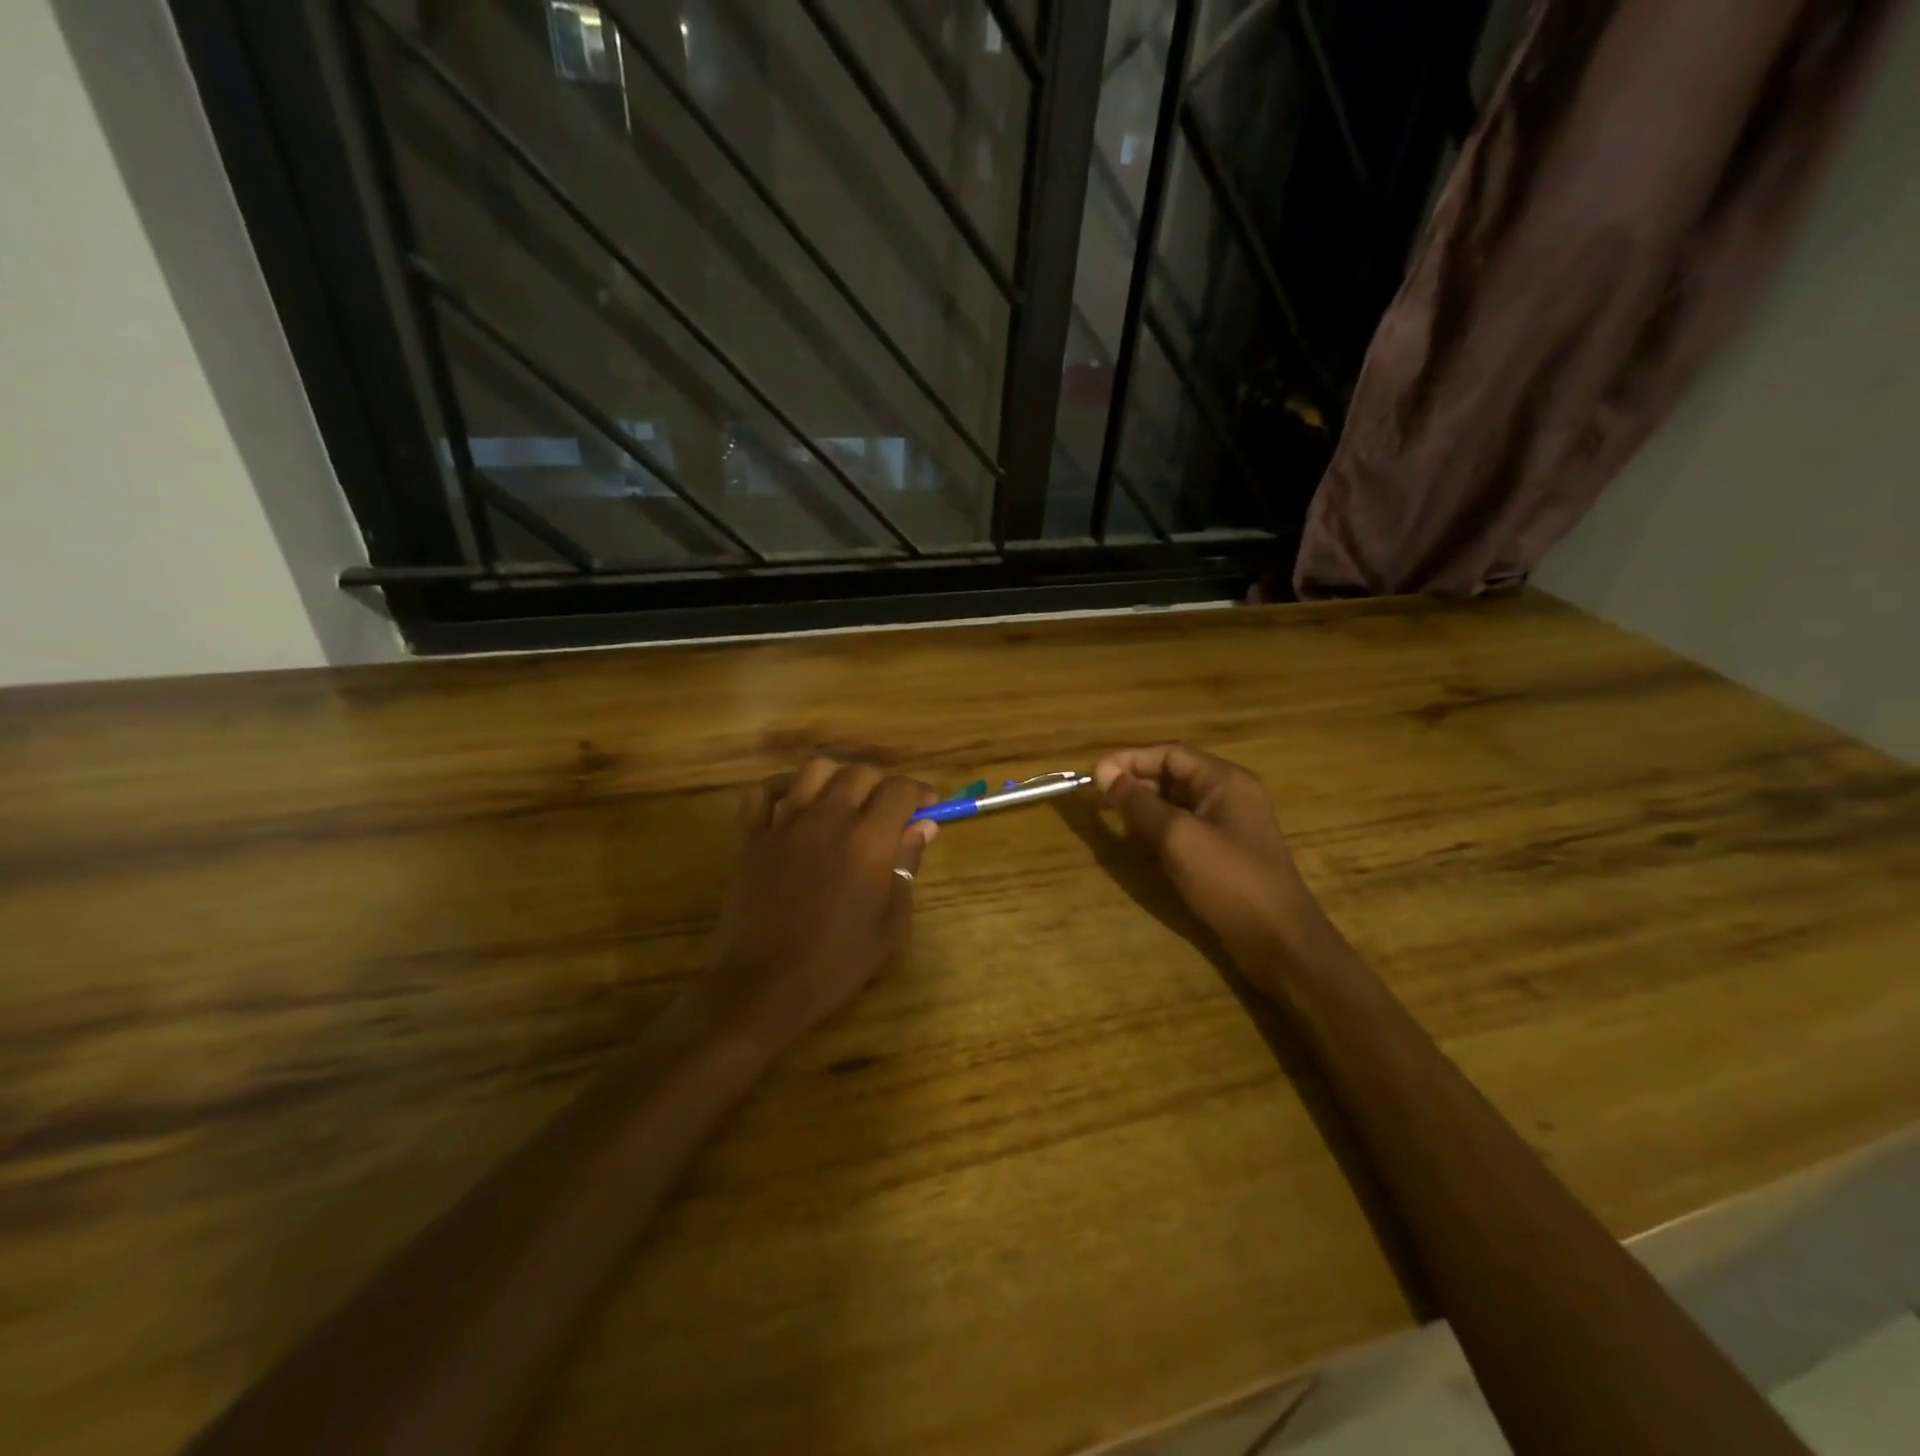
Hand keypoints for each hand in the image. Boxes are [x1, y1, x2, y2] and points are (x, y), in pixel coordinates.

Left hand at [702, 758, 938, 1048]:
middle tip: (888, 810)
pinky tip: (793, 803)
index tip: (927, 807)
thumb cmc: (838, 961)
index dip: (920, 792)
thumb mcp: (891, 923)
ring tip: (844, 800)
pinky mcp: (752, 837)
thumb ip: (907, 865)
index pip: (900, 789)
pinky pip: (761, 793)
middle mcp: (828, 818)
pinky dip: (780, 788)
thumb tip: (923, 827)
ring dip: (837, 777)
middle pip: (859, 772)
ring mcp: (785, 823)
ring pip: (814, 770)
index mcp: (869, 839)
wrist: (766, 985)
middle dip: (882, 784)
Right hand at [1094, 744, 1320, 974]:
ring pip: (1177, 800)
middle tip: (1095, 794)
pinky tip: (1136, 837)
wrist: (1279, 940)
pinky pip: (1185, 824)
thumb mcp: (1177, 837)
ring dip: (1143, 803)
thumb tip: (1104, 774)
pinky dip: (1158, 825)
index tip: (1094, 773)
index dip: (1129, 758)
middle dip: (1134, 779)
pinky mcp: (1225, 850)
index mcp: (1225, 780)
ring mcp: (1229, 823)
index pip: (1170, 753)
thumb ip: (1138, 803)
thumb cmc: (1228, 880)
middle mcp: (1229, 793)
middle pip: (1174, 773)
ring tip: (1109, 813)